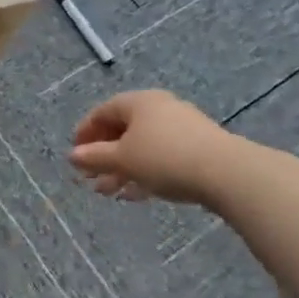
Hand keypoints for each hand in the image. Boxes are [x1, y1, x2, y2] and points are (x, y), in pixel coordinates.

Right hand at [69, 90, 236, 206]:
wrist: (226, 173)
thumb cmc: (164, 158)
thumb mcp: (122, 159)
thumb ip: (94, 157)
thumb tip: (72, 156)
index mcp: (138, 102)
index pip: (103, 112)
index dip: (85, 132)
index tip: (74, 154)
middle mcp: (159, 109)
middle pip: (123, 130)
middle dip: (103, 156)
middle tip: (89, 177)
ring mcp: (181, 128)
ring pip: (142, 147)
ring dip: (121, 169)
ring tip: (107, 192)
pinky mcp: (197, 149)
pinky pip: (161, 158)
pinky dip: (144, 173)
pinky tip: (134, 195)